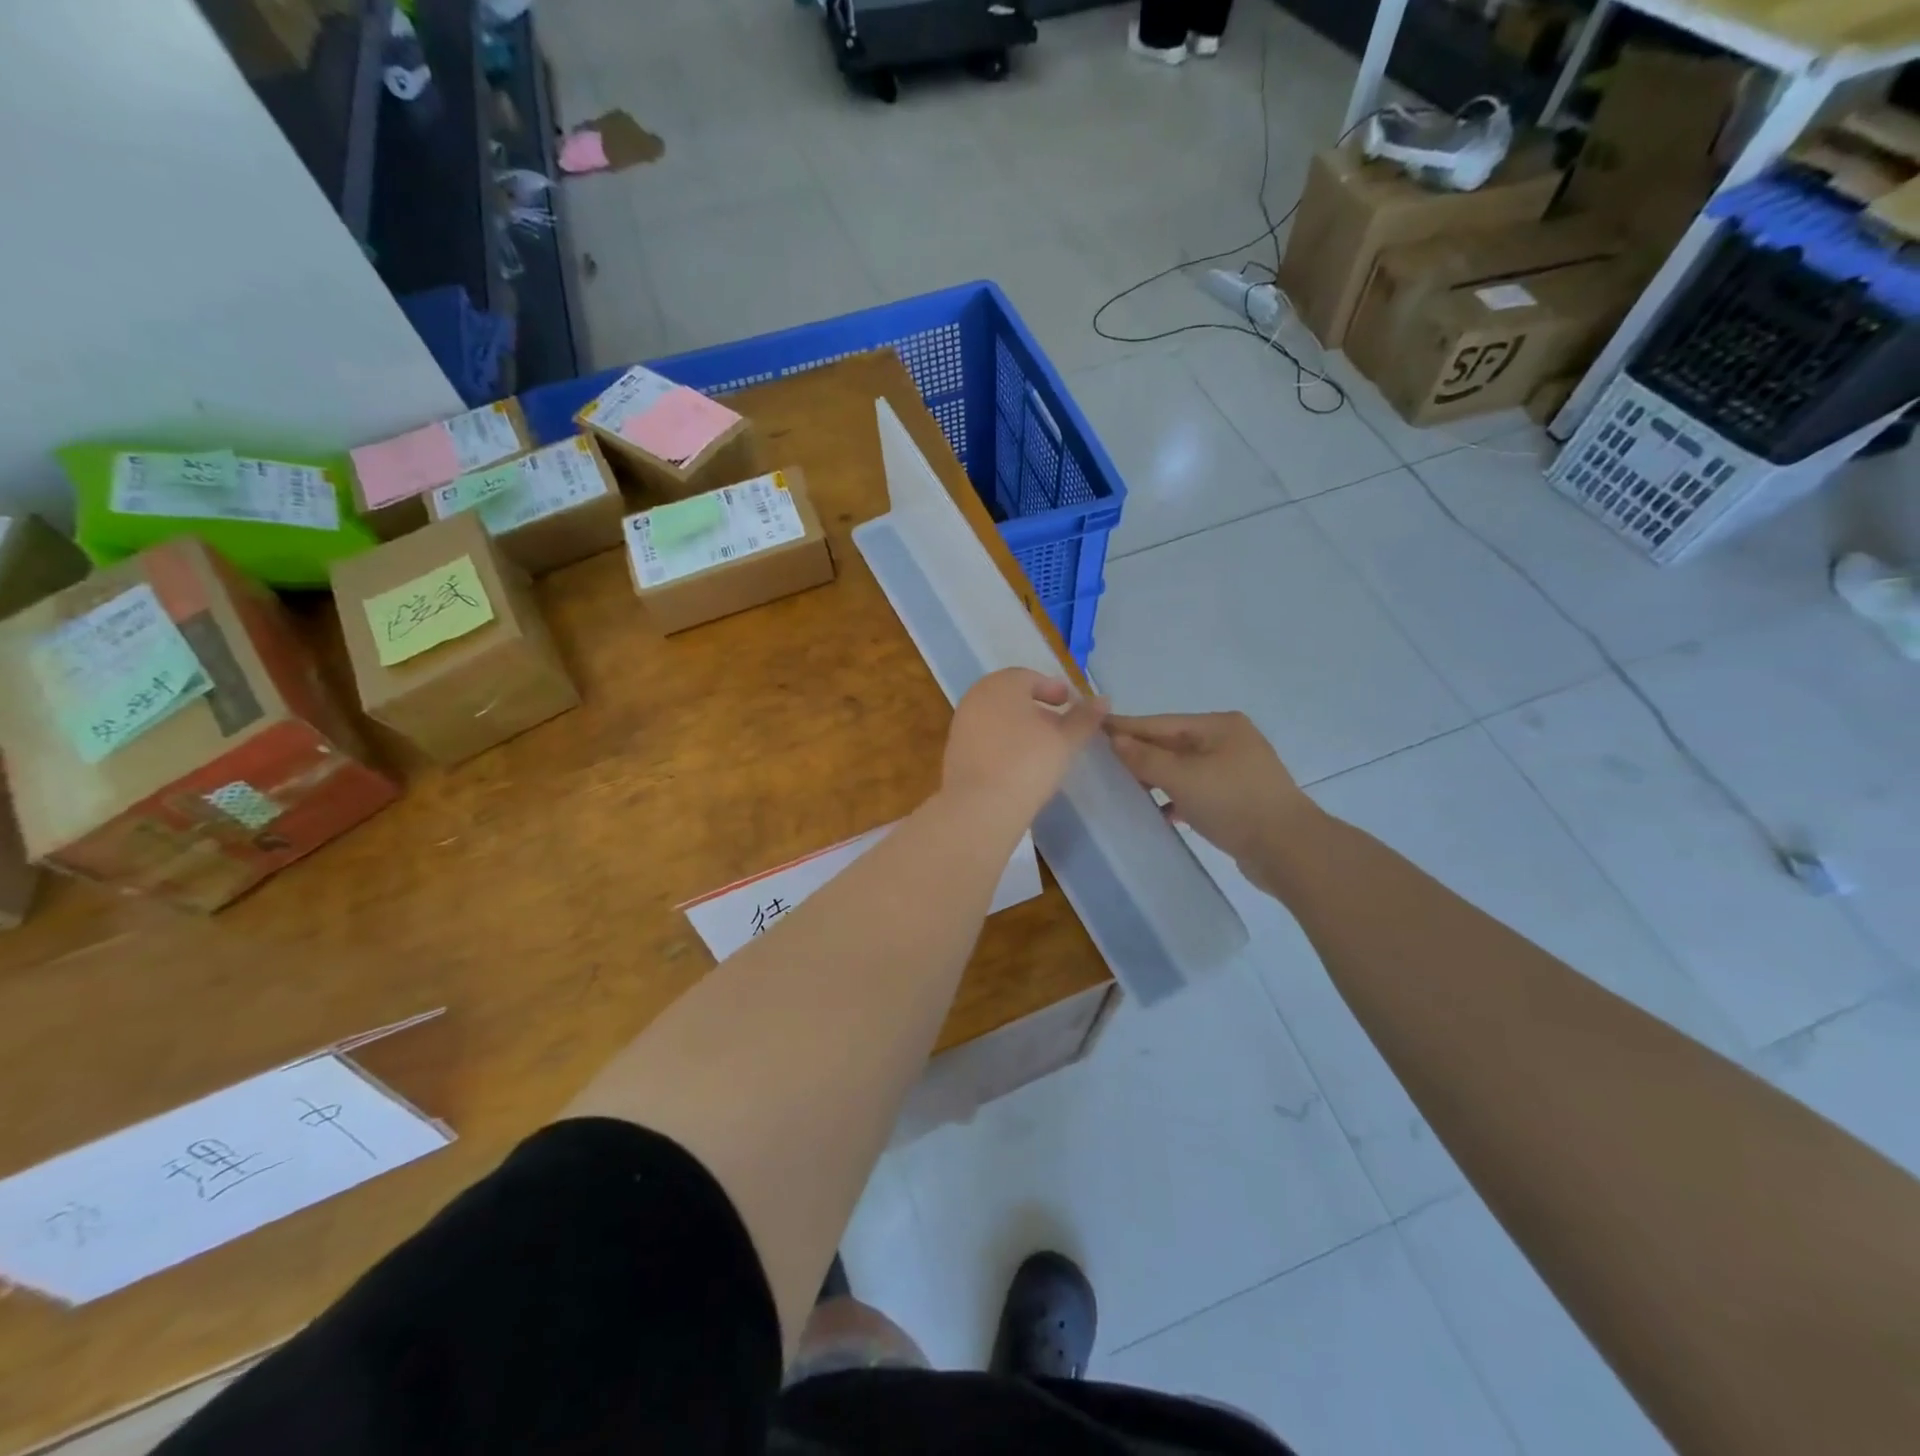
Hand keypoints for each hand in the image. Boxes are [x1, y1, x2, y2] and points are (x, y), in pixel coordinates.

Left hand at [942, 669, 1107, 829]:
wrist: (979, 806)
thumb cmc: (1028, 762)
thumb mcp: (1065, 740)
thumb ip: (1084, 718)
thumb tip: (1102, 700)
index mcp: (1001, 684)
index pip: (1030, 677)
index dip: (1054, 689)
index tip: (1070, 705)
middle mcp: (976, 697)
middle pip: (1012, 697)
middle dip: (1037, 708)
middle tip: (1059, 726)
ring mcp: (961, 725)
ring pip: (997, 718)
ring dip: (1020, 727)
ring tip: (1043, 748)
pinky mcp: (955, 752)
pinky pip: (986, 738)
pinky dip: (1004, 743)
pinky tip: (1019, 764)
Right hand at [1105, 712, 1317, 880]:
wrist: (1289, 850)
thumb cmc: (1234, 803)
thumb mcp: (1183, 777)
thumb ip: (1146, 758)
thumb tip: (1115, 739)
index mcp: (1219, 726)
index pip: (1161, 723)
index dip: (1127, 727)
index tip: (1094, 728)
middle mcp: (1228, 741)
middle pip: (1173, 744)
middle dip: (1140, 755)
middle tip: (1101, 762)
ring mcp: (1235, 771)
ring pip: (1184, 770)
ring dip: (1156, 779)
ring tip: (1124, 789)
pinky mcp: (1238, 798)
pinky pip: (1197, 791)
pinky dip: (1177, 799)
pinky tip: (1160, 813)